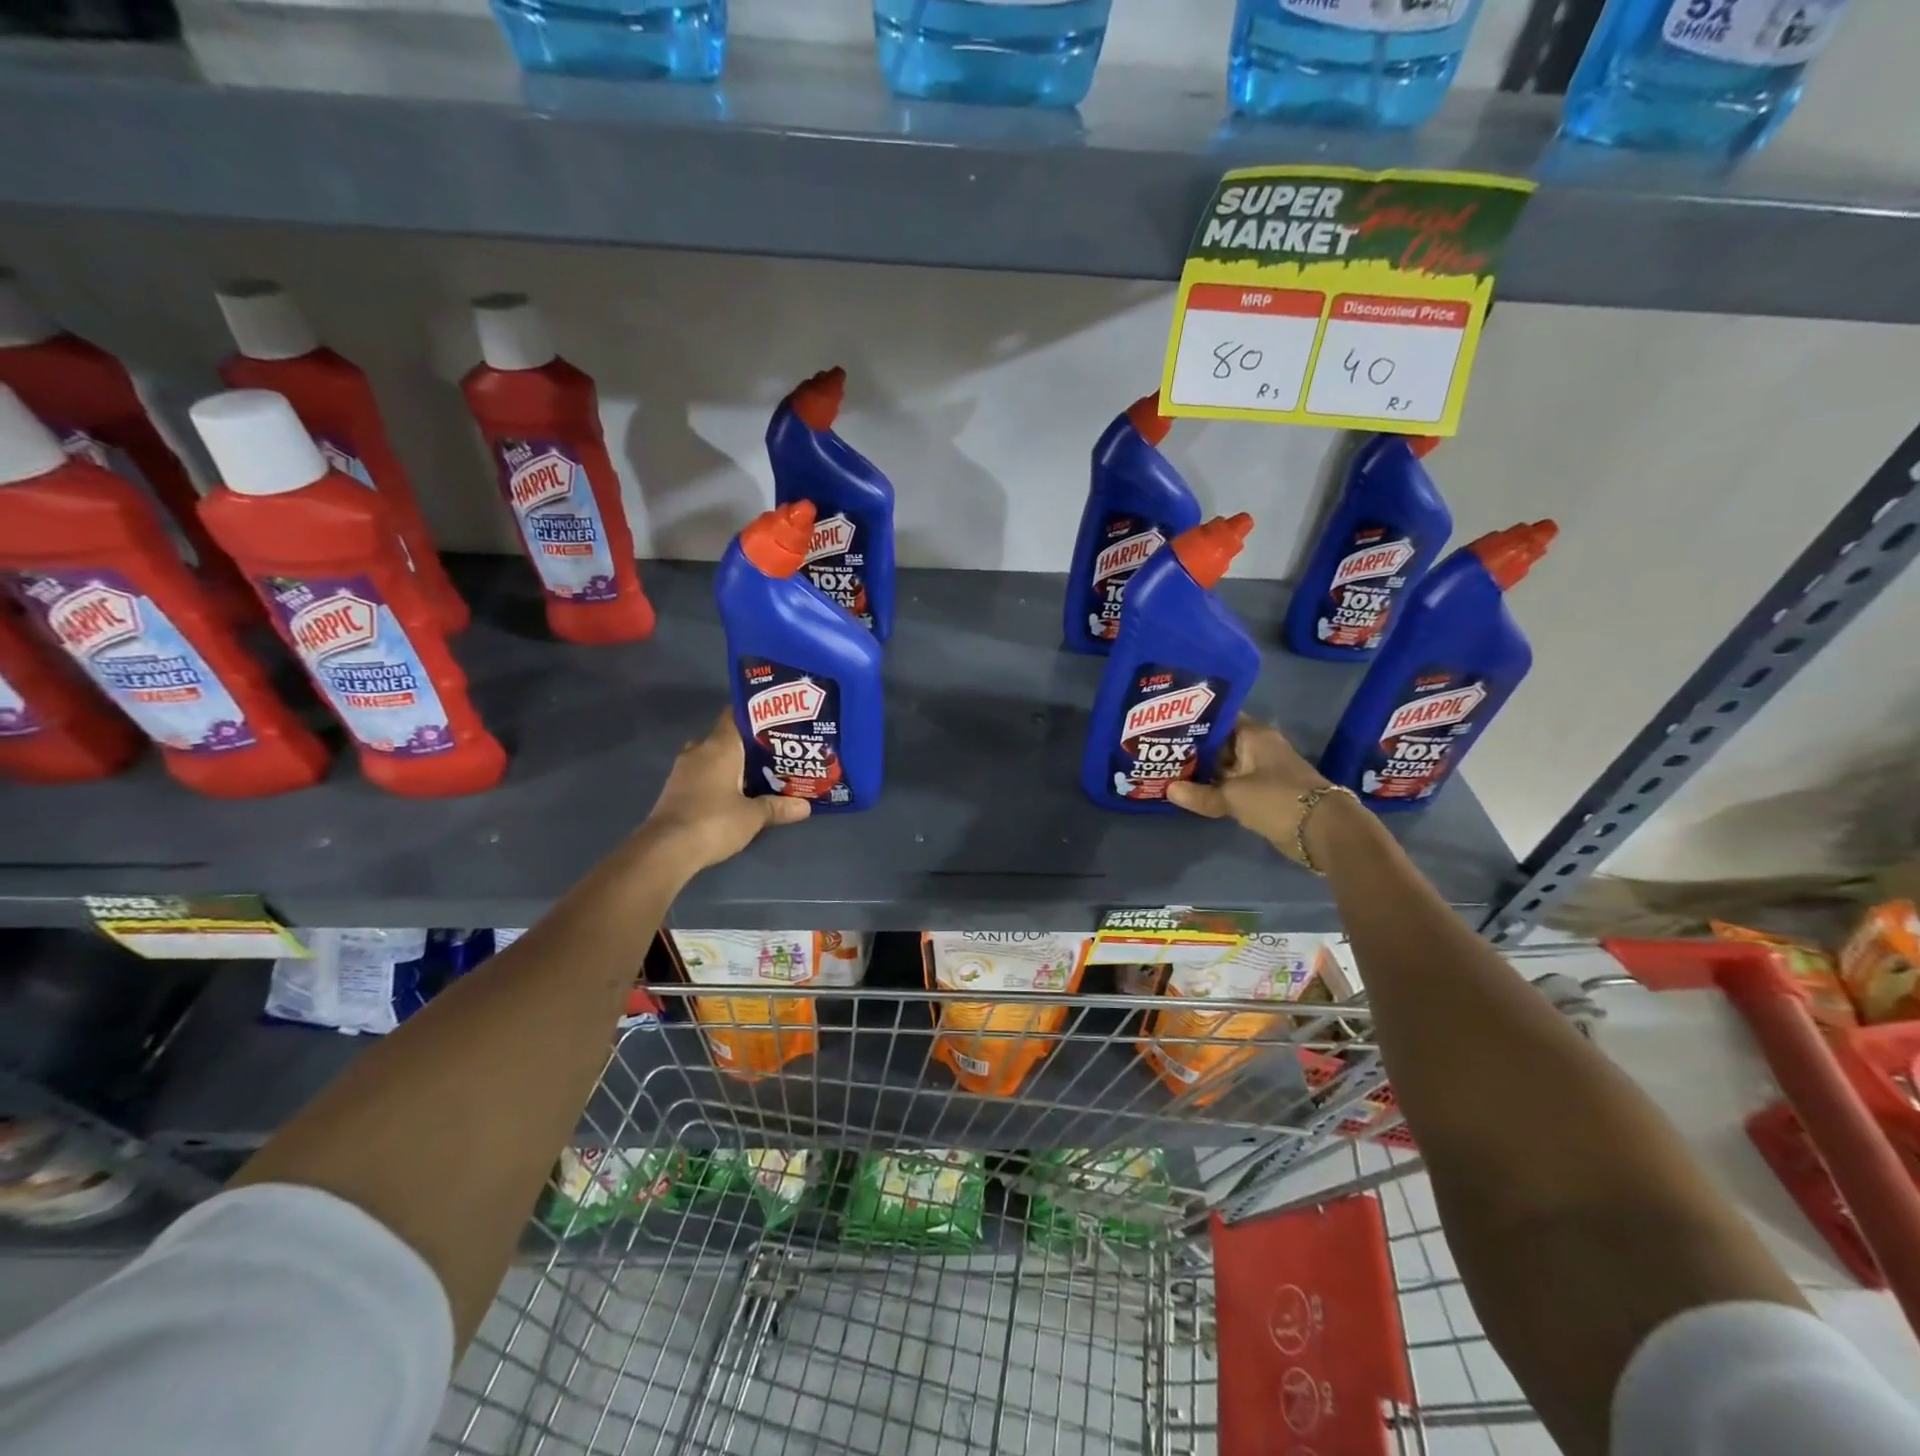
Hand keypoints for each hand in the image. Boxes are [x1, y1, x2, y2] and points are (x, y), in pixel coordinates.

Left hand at [641, 710, 809, 869]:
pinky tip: (737, 794)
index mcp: (719, 746)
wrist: (665, 850)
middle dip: (749, 746)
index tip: (777, 721)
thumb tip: (805, 806)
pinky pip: (703, 775)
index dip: (756, 715)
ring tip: (760, 775)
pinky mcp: (675, 790)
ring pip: (713, 758)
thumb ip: (778, 807)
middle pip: (726, 739)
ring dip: (733, 765)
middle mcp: (699, 751)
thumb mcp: (753, 816)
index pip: (736, 716)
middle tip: (775, 753)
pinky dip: (719, 780)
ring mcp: (683, 770)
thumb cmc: (714, 821)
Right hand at [1167, 716, 1331, 865]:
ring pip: (1226, 767)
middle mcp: (1259, 748)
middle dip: (1194, 749)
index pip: (1221, 719)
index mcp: (1254, 735)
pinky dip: (1216, 789)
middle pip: (1221, 744)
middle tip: (1161, 750)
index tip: (1168, 724)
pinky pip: (1233, 786)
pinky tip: (1192, 792)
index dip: (1195, 720)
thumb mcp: (1233, 795)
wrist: (1321, 830)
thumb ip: (1200, 794)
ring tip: (1169, 770)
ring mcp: (1262, 772)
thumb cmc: (1277, 798)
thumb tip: (1168, 790)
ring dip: (1203, 772)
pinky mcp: (1264, 794)